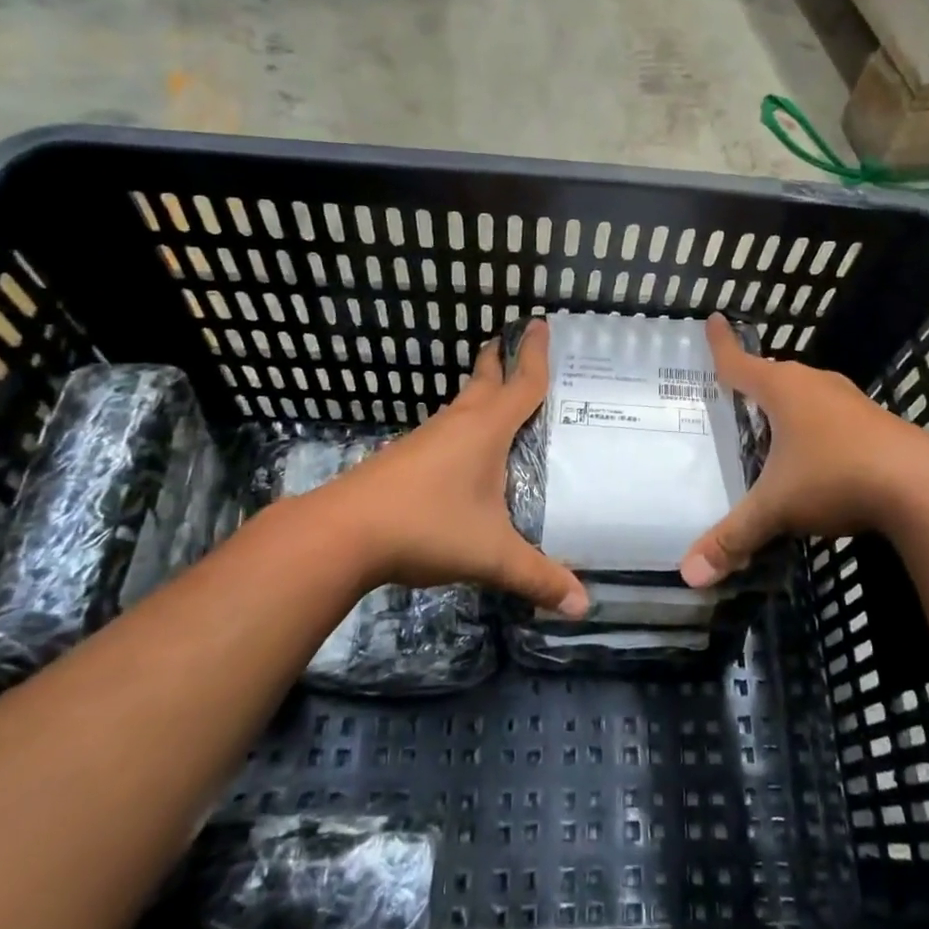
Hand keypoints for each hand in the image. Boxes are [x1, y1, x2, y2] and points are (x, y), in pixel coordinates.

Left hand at [321, 319, 588, 617]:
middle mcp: (457, 424)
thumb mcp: (491, 554)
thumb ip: (538, 577)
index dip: (536, 354)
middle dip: (501, 360)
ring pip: (461, 405)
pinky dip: (463, 426)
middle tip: (515, 343)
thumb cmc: (427, 526)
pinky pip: (445, 430)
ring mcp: (426, 439)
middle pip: (485, 381)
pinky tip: (464, 452)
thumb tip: (584, 606)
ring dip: (480, 393)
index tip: (541, 321)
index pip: (522, 383)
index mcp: (486, 430)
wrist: (343, 532)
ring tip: (499, 398)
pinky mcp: (405, 459)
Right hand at [680, 314, 928, 585]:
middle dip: (754, 380)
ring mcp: (852, 402)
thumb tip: (688, 575)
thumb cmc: (835, 478)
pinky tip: (818, 453)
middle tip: (734, 389)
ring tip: (772, 421)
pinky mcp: (878, 423)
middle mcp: (817, 385)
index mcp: (784, 390)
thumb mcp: (776, 509)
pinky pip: (834, 416)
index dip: (721, 345)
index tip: (712, 319)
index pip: (740, 362)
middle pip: (776, 375)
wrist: (923, 488)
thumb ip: (732, 538)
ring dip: (789, 403)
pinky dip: (817, 426)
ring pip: (809, 394)